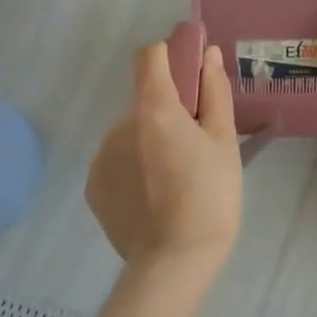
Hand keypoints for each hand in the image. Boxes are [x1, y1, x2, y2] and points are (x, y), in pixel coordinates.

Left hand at [84, 40, 241, 278]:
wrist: (173, 262)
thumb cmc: (211, 195)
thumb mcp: (223, 141)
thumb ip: (214, 93)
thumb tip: (208, 55)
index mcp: (154, 110)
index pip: (150, 57)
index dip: (171, 55)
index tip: (193, 72)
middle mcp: (119, 126)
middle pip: (147, 101)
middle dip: (171, 112)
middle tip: (199, 146)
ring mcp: (101, 157)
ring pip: (133, 133)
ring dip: (153, 141)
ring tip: (179, 177)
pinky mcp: (93, 187)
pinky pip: (119, 161)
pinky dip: (137, 166)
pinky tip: (158, 195)